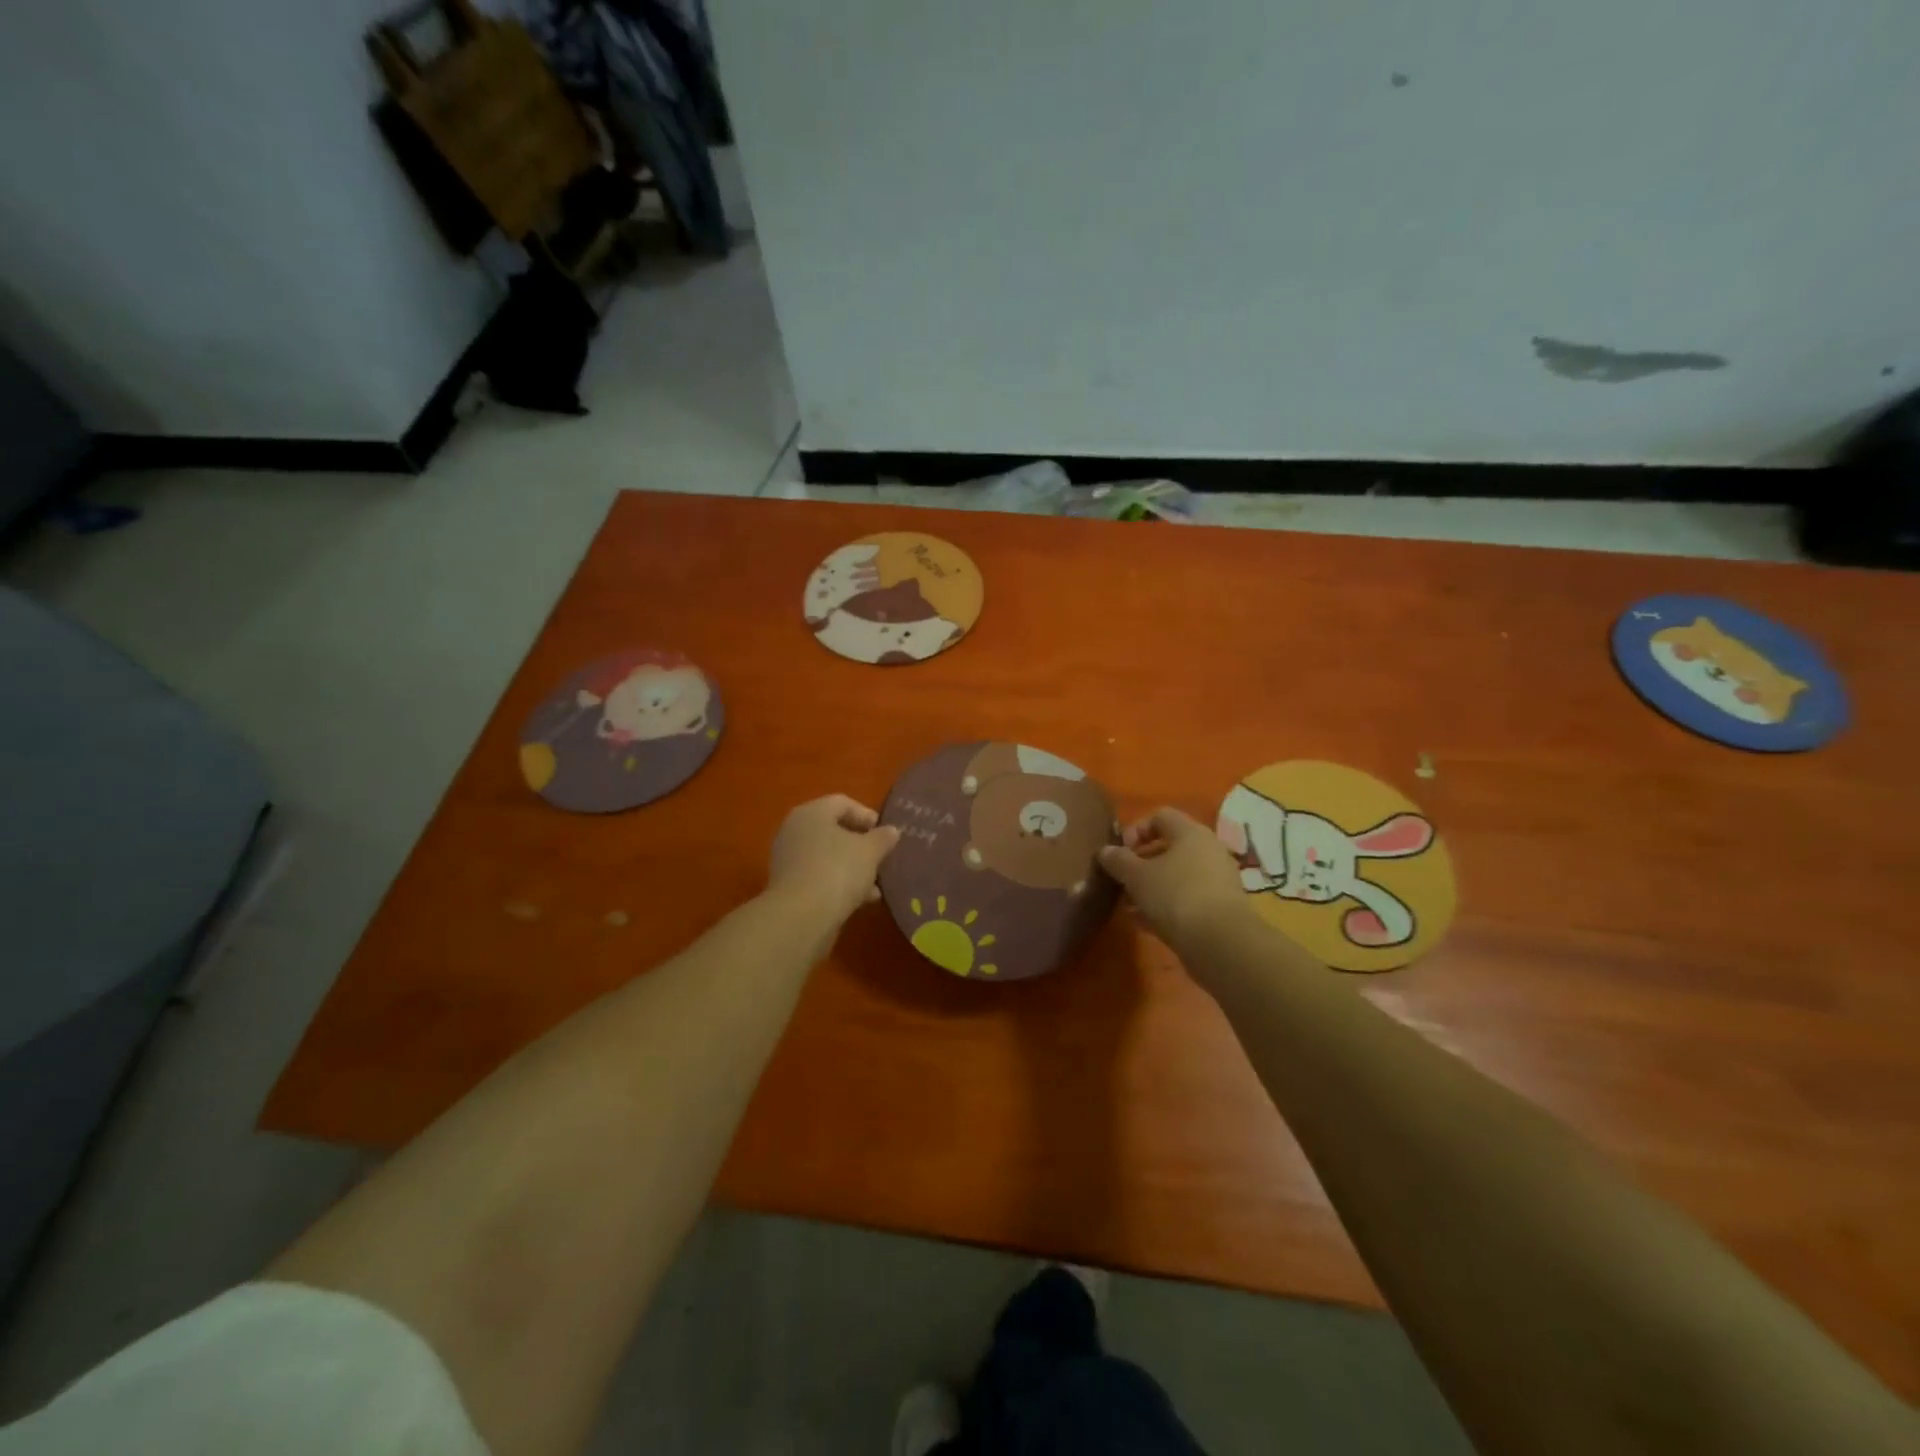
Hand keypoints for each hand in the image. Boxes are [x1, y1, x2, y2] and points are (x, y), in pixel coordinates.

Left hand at [766, 794, 900, 922]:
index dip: (867, 815)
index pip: (842, 803)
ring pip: (827, 856)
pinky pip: (819, 876)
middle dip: (860, 844)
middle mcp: (795, 830)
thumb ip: (883, 838)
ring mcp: (789, 859)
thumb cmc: (838, 871)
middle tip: (881, 857)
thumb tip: (891, 831)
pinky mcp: (788, 886)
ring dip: (852, 867)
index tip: (886, 833)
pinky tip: (860, 900)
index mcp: (812, 813)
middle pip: (833, 830)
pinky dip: (839, 883)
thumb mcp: (870, 851)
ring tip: (876, 885)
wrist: (801, 916)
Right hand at [1098, 808, 1248, 948]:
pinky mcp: (1221, 908)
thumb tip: (1105, 851)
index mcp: (1190, 833)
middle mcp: (1208, 850)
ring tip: (1130, 906)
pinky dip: (1167, 906)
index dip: (1135, 830)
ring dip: (1152, 887)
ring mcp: (1217, 880)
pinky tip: (1146, 923)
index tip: (1120, 852)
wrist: (1221, 942)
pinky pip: (1187, 899)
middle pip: (1169, 848)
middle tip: (1122, 880)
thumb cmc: (1175, 895)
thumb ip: (1118, 860)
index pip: (1160, 816)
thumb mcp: (1137, 876)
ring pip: (1177, 876)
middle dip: (1141, 863)